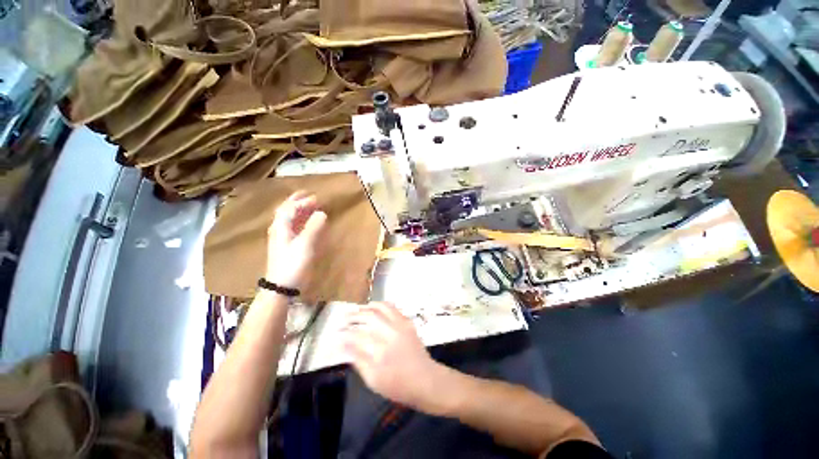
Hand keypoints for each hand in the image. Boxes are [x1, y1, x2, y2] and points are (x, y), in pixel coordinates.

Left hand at [266, 191, 326, 289]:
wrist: (281, 286)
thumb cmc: (293, 263)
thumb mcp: (305, 244)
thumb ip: (314, 227)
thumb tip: (321, 213)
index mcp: (281, 226)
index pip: (290, 208)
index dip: (303, 202)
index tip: (317, 199)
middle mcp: (279, 229)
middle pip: (286, 210)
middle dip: (297, 201)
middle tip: (308, 194)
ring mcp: (281, 238)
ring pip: (289, 218)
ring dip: (299, 210)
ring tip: (310, 206)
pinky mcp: (286, 246)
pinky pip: (292, 227)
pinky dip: (300, 221)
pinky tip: (307, 222)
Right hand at [343, 302, 442, 410]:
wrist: (425, 379)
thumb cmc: (398, 385)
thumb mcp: (373, 380)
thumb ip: (358, 361)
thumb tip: (343, 347)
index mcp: (380, 350)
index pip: (357, 336)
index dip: (344, 334)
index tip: (336, 334)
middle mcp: (390, 333)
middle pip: (368, 317)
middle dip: (353, 316)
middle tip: (344, 319)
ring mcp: (400, 325)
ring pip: (381, 307)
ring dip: (367, 307)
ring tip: (358, 310)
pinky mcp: (407, 322)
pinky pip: (393, 308)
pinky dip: (381, 305)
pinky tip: (375, 308)